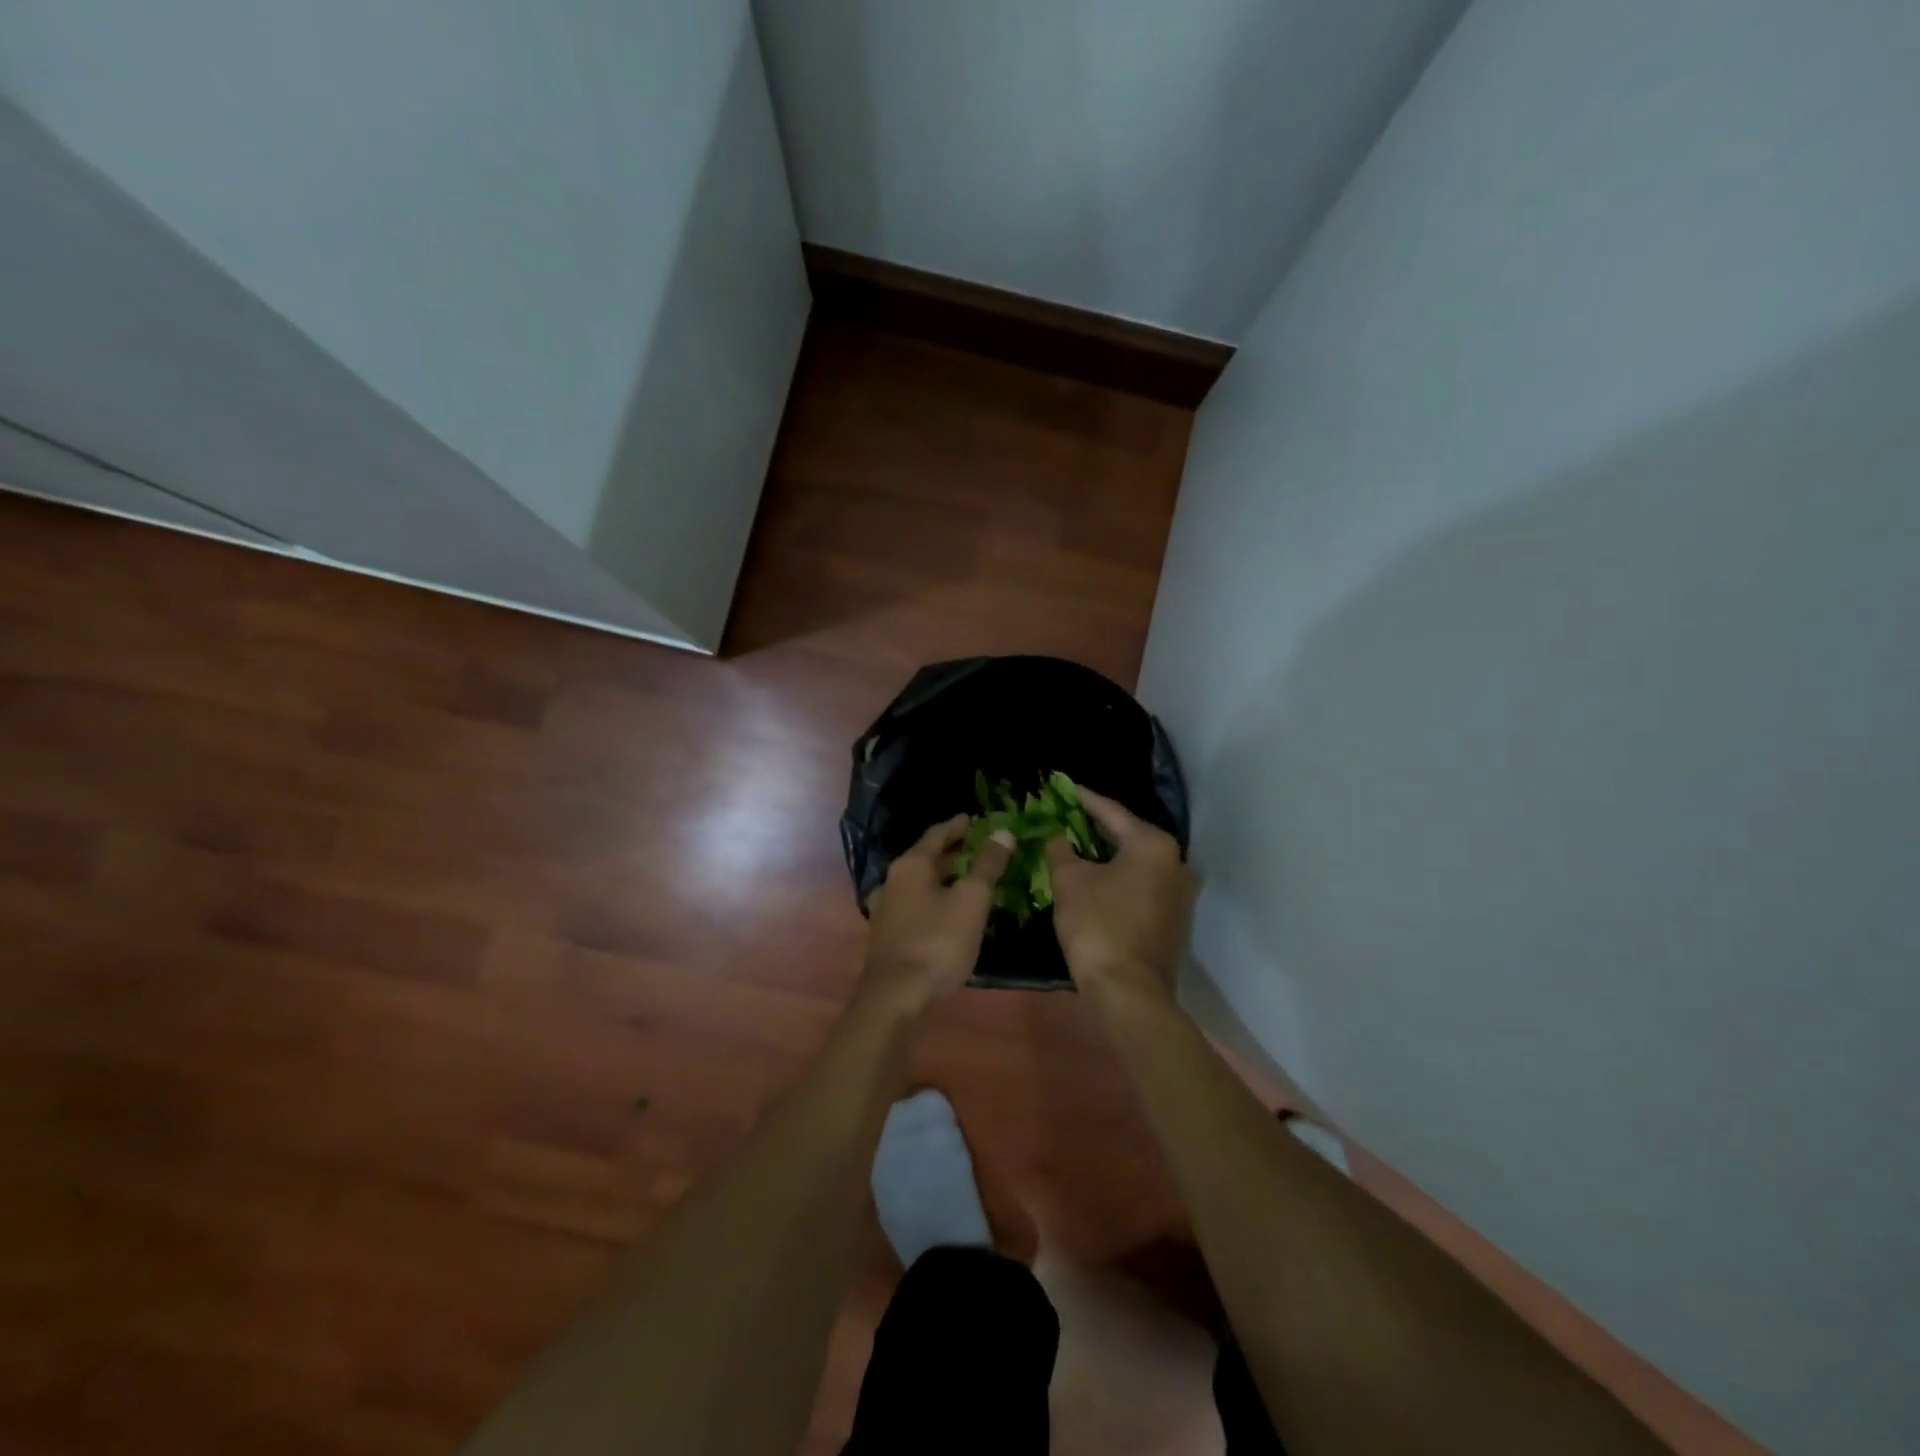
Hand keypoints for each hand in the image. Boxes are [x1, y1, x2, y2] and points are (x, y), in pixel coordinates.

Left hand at [860, 815, 1012, 1018]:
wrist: (896, 997)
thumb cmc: (937, 942)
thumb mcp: (971, 900)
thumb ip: (987, 865)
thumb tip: (1002, 831)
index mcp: (911, 865)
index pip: (936, 835)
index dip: (957, 826)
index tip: (973, 820)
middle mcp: (893, 880)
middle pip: (926, 858)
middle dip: (952, 853)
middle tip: (979, 848)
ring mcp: (886, 909)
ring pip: (919, 884)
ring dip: (942, 878)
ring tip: (967, 880)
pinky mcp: (887, 934)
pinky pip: (914, 905)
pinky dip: (933, 900)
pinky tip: (945, 912)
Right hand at [1046, 788, 1195, 1009]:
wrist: (1129, 992)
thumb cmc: (1098, 927)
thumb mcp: (1069, 881)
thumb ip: (1060, 848)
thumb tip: (1055, 833)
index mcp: (1153, 844)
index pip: (1110, 811)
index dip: (1082, 798)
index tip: (1061, 786)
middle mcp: (1175, 861)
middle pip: (1128, 834)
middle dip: (1095, 825)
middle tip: (1065, 814)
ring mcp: (1179, 892)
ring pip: (1136, 860)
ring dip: (1107, 852)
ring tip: (1076, 842)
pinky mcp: (1175, 916)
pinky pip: (1142, 882)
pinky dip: (1119, 875)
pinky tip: (1096, 875)